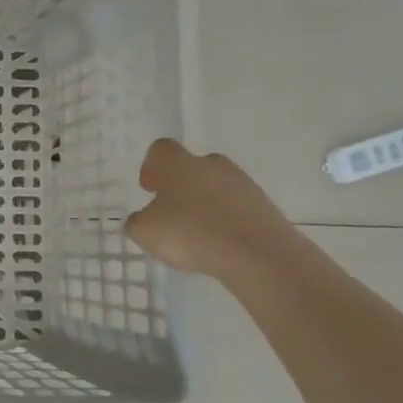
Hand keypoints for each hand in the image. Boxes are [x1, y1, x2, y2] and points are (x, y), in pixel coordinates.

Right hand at [124, 139, 297, 279]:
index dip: (151, 166)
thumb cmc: (191, 234)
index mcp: (179, 165)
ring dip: (205, 202)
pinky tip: (220, 243)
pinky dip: (226, 219)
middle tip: (173, 212)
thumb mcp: (145, 232)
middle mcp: (212, 165)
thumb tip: (143, 218)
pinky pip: (237, 206)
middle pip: (192, 166)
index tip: (149, 189)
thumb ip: (137, 221)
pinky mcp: (264, 206)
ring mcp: (242, 184)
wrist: (258, 254)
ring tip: (198, 233)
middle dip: (181, 185)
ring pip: (217, 186)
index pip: (161, 149)